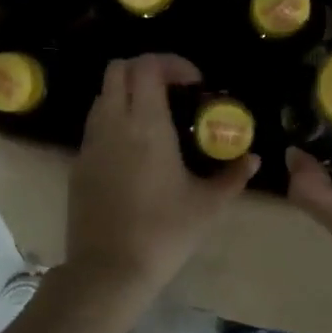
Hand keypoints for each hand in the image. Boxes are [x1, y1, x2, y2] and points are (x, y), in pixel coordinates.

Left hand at [67, 55, 257, 300]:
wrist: (109, 269)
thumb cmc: (165, 232)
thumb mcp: (208, 205)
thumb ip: (233, 176)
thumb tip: (253, 159)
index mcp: (146, 125)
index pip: (148, 66)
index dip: (172, 63)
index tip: (195, 83)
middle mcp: (113, 124)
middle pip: (118, 69)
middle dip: (146, 69)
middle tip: (174, 92)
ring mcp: (90, 143)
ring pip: (103, 96)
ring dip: (128, 94)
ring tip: (155, 119)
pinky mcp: (78, 164)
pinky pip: (95, 126)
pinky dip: (114, 120)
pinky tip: (135, 151)